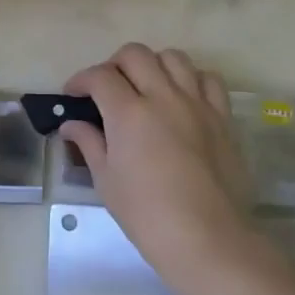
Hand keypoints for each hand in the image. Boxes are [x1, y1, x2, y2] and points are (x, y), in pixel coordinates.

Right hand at [61, 44, 257, 291]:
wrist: (208, 239)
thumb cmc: (147, 215)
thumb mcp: (107, 181)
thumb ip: (89, 143)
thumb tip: (71, 125)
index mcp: (129, 113)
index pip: (100, 76)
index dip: (80, 80)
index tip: (73, 95)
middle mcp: (163, 97)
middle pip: (135, 55)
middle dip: (114, 65)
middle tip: (107, 89)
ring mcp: (197, 104)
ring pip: (174, 57)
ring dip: (153, 65)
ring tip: (146, 87)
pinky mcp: (222, 117)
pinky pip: (208, 80)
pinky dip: (191, 79)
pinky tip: (182, 98)